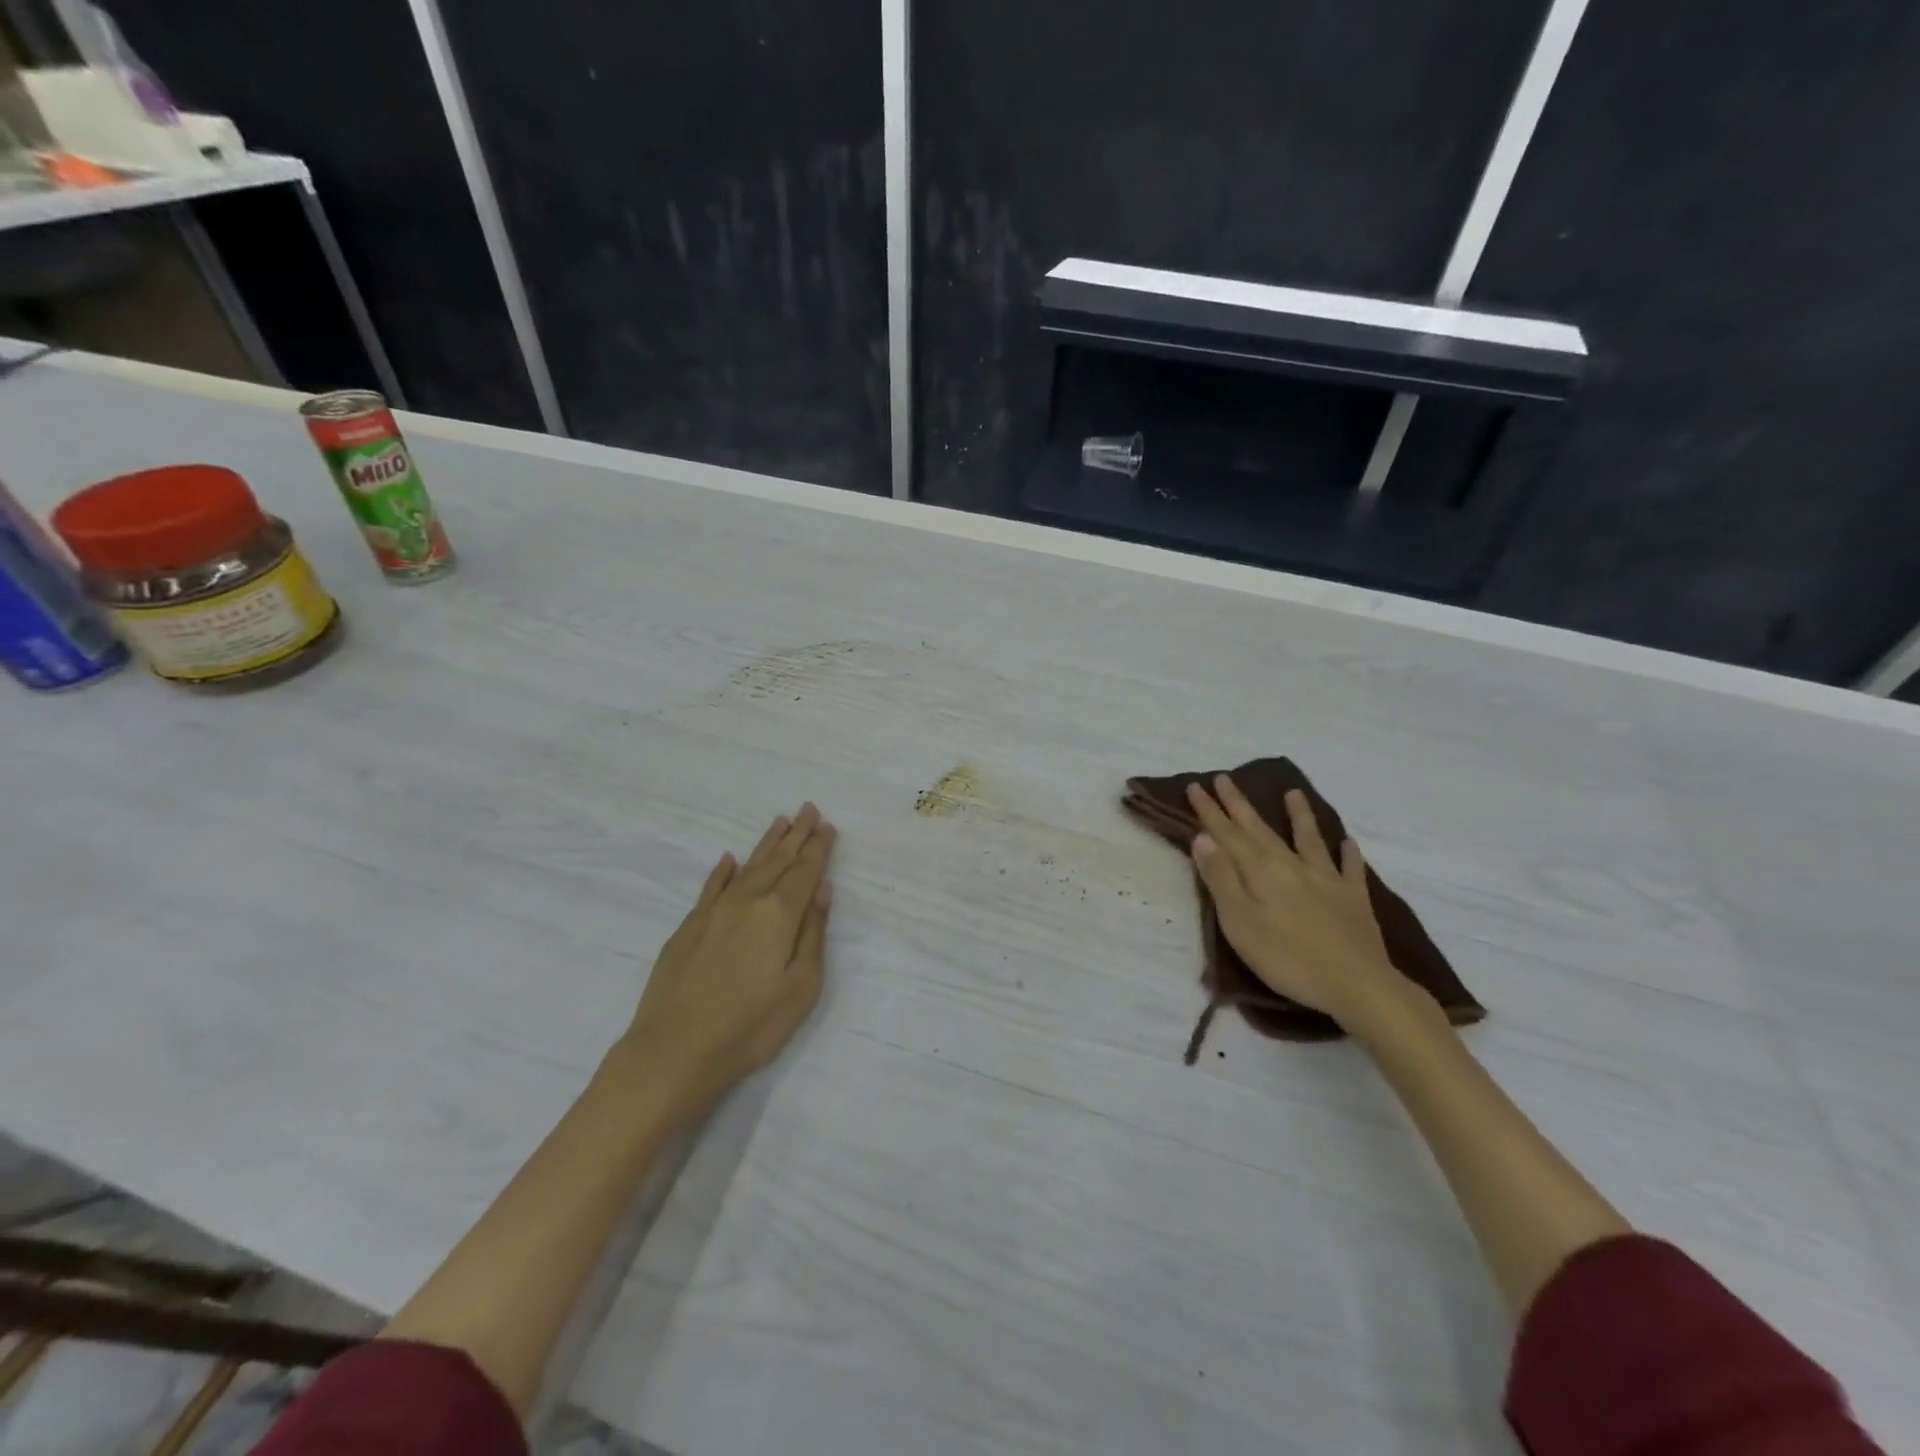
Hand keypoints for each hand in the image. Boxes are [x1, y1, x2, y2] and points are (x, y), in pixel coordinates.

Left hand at [618, 804, 836, 1111]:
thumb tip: (822, 891)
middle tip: (808, 809)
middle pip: (778, 861)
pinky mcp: (688, 927)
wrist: (674, 1051)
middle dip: (796, 835)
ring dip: (766, 844)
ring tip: (780, 821)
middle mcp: (747, 902)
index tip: (827, 825)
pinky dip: (724, 871)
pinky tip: (730, 859)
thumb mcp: (800, 987)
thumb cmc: (750, 1026)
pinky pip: (712, 887)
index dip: (818, 848)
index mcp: (779, 915)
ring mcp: (714, 912)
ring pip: (747, 867)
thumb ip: (813, 934)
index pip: (805, 872)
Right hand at [1186, 776, 1405, 1029]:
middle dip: (1239, 804)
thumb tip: (1202, 837)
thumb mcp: (1240, 922)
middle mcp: (1291, 865)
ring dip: (1298, 815)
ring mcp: (1327, 879)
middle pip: (1260, 829)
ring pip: (1308, 839)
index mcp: (1260, 871)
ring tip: (1293, 793)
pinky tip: (1348, 842)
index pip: (1227, 834)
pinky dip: (1348, 853)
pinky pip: (1350, 868)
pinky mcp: (1353, 899)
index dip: (1210, 811)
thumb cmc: (1287, 958)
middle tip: (1224, 778)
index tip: (1195, 786)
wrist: (1358, 985)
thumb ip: (1221, 878)